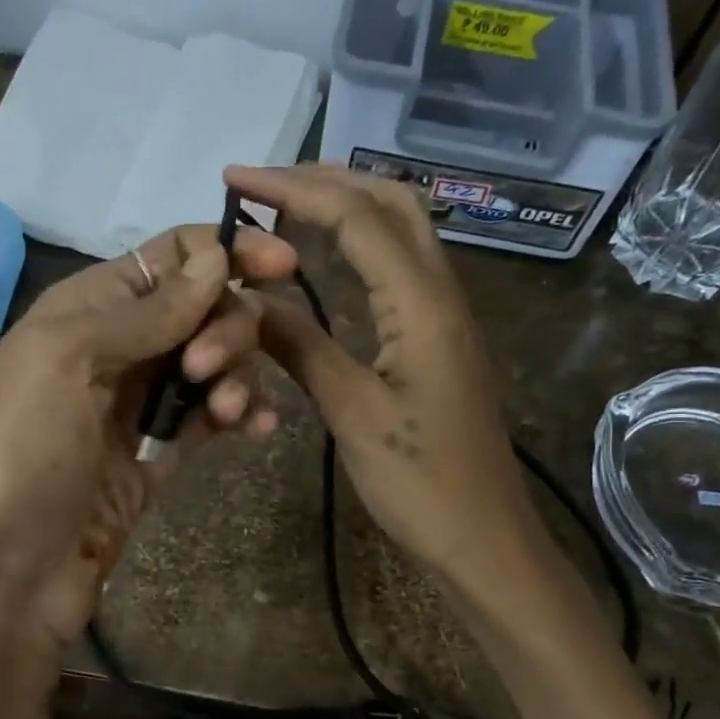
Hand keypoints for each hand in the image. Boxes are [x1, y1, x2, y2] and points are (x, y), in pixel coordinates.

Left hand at [0, 221, 297, 650]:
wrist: (11, 571)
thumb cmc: (28, 452)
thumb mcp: (71, 359)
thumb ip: (148, 309)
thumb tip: (216, 256)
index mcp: (85, 308)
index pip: (167, 257)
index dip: (224, 251)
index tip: (284, 265)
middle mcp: (116, 346)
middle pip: (200, 308)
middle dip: (226, 327)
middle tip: (210, 371)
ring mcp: (138, 403)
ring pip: (214, 362)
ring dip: (237, 376)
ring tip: (233, 414)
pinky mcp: (158, 453)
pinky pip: (212, 415)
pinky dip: (242, 414)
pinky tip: (261, 429)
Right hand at [228, 163, 544, 586]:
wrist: (484, 539)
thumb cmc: (420, 483)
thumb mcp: (352, 413)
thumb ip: (301, 346)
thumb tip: (250, 300)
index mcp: (421, 304)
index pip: (355, 217)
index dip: (292, 188)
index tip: (234, 179)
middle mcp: (441, 294)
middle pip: (391, 203)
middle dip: (326, 180)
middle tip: (263, 185)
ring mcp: (446, 316)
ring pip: (402, 231)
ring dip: (347, 204)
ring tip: (287, 207)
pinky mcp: (440, 340)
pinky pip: (401, 267)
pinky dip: (361, 243)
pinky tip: (327, 258)